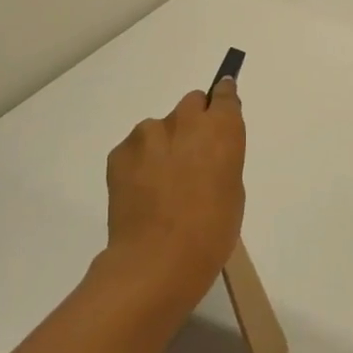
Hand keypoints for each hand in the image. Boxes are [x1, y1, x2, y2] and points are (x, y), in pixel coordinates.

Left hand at [101, 78, 246, 307]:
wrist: (157, 259)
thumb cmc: (212, 230)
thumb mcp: (233, 190)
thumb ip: (221, 158)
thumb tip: (205, 153)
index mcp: (221, 128)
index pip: (225, 93)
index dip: (223, 99)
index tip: (221, 109)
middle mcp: (185, 120)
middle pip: (192, 103)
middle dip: (193, 122)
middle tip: (192, 157)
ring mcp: (147, 134)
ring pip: (159, 127)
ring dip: (163, 145)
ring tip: (162, 185)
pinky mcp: (119, 152)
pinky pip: (135, 148)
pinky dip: (140, 163)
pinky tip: (142, 193)